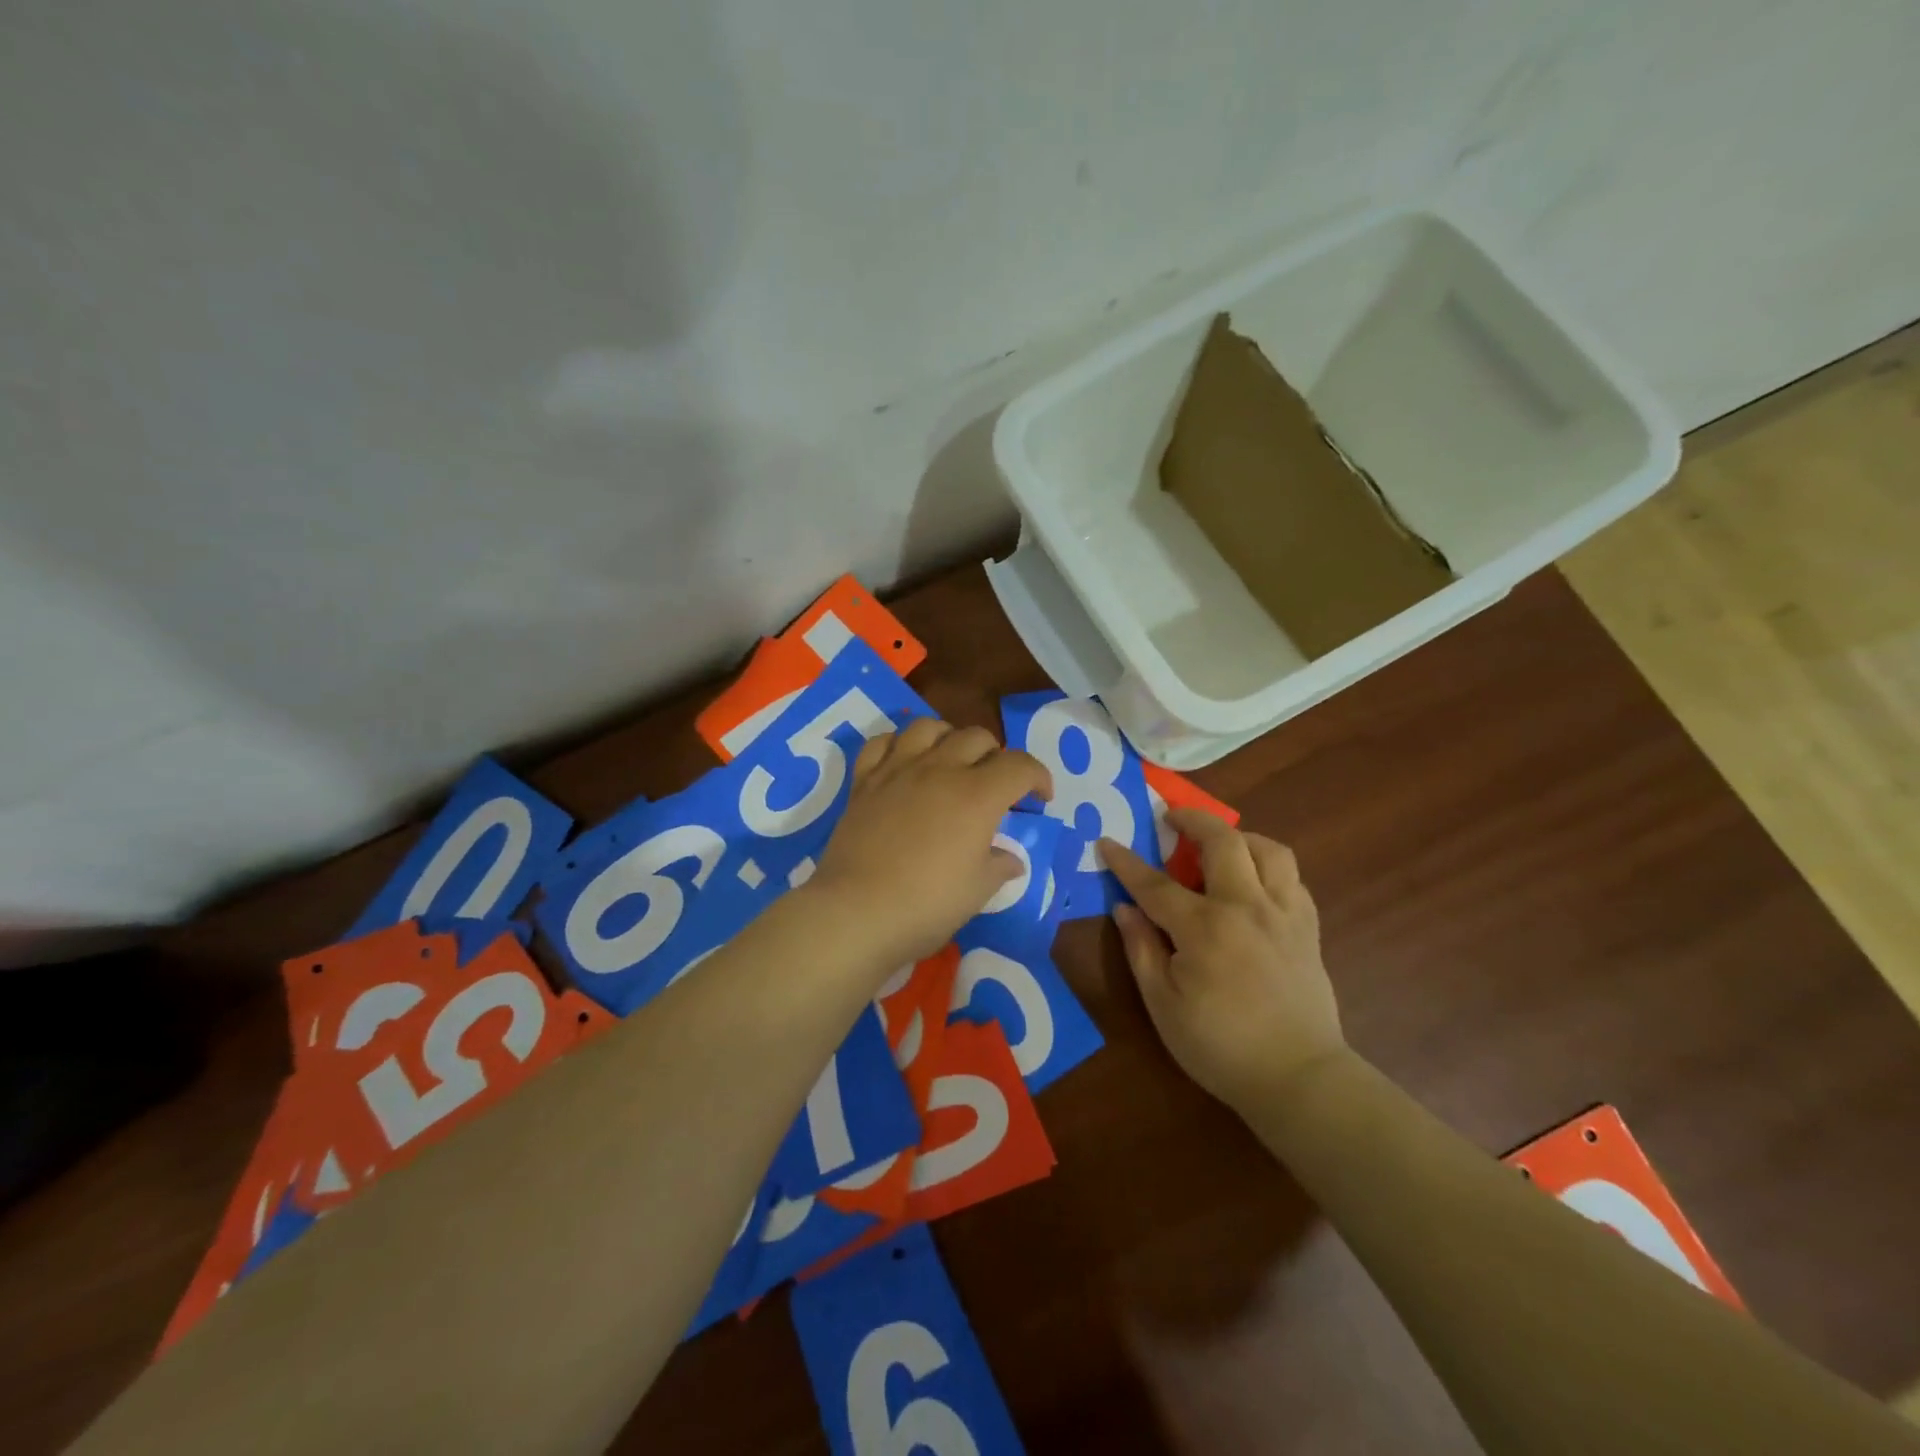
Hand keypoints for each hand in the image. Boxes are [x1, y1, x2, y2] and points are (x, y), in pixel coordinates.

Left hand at [811, 716, 1052, 971]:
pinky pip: (882, 742)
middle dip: (996, 755)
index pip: (1020, 765)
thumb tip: (1009, 859)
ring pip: (928, 726)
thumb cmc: (927, 905)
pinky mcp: (864, 781)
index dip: (1039, 777)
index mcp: (977, 795)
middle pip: (977, 736)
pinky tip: (904, 762)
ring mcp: (897, 770)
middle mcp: (940, 769)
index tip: (1040, 799)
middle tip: (995, 785)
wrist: (856, 912)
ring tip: (951, 762)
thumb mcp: (977, 891)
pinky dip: (898, 744)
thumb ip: (999, 866)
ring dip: (949, 737)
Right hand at [1100, 811, 1343, 1113]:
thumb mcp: (1163, 1004)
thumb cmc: (1220, 1046)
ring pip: (1268, 850)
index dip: (1126, 862)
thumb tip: (1125, 909)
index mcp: (1204, 928)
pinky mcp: (1308, 928)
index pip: (1155, 884)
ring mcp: (1283, 914)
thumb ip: (1141, 949)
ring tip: (1220, 844)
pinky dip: (1268, 867)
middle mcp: (1246, 907)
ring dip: (1239, 836)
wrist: (1298, 1078)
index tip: (1106, 842)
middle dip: (1193, 820)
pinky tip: (1254, 882)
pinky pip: (1291, 878)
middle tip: (1172, 818)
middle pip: (1223, 842)